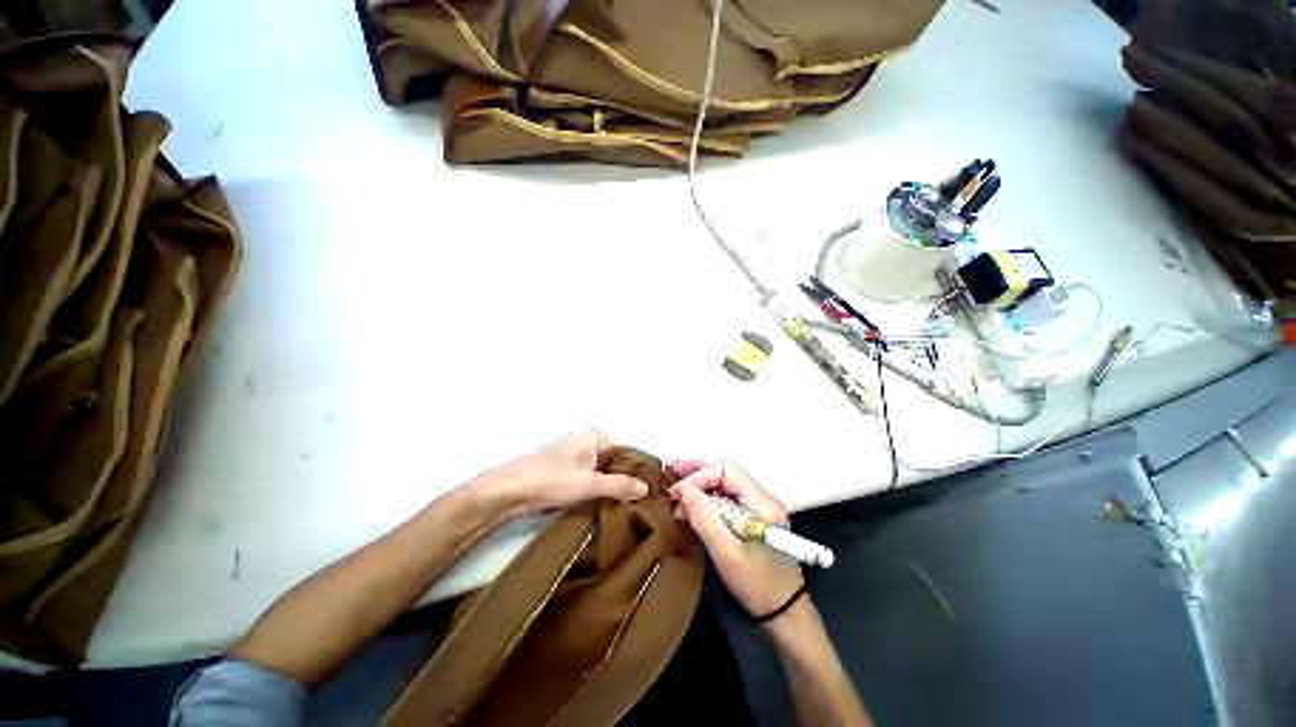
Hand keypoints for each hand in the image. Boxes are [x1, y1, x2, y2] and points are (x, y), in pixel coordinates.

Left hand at [472, 429, 648, 516]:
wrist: (507, 492)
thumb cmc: (550, 480)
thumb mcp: (589, 484)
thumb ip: (620, 485)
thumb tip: (646, 488)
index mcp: (595, 435)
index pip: (629, 446)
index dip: (642, 465)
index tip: (656, 486)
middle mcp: (588, 440)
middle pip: (618, 457)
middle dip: (631, 477)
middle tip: (648, 499)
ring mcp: (577, 455)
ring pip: (606, 469)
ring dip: (617, 484)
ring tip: (634, 504)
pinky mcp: (568, 470)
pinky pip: (594, 476)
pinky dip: (603, 487)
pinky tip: (612, 504)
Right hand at [668, 461, 804, 619]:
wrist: (784, 614)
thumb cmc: (757, 585)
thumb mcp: (726, 553)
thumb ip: (704, 517)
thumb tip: (682, 489)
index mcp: (763, 503)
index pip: (727, 471)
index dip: (699, 477)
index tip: (677, 492)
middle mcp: (763, 498)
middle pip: (726, 473)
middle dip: (697, 474)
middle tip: (671, 475)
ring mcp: (759, 507)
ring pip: (725, 484)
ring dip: (700, 485)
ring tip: (676, 489)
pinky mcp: (753, 518)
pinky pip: (727, 498)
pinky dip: (706, 498)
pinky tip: (690, 505)